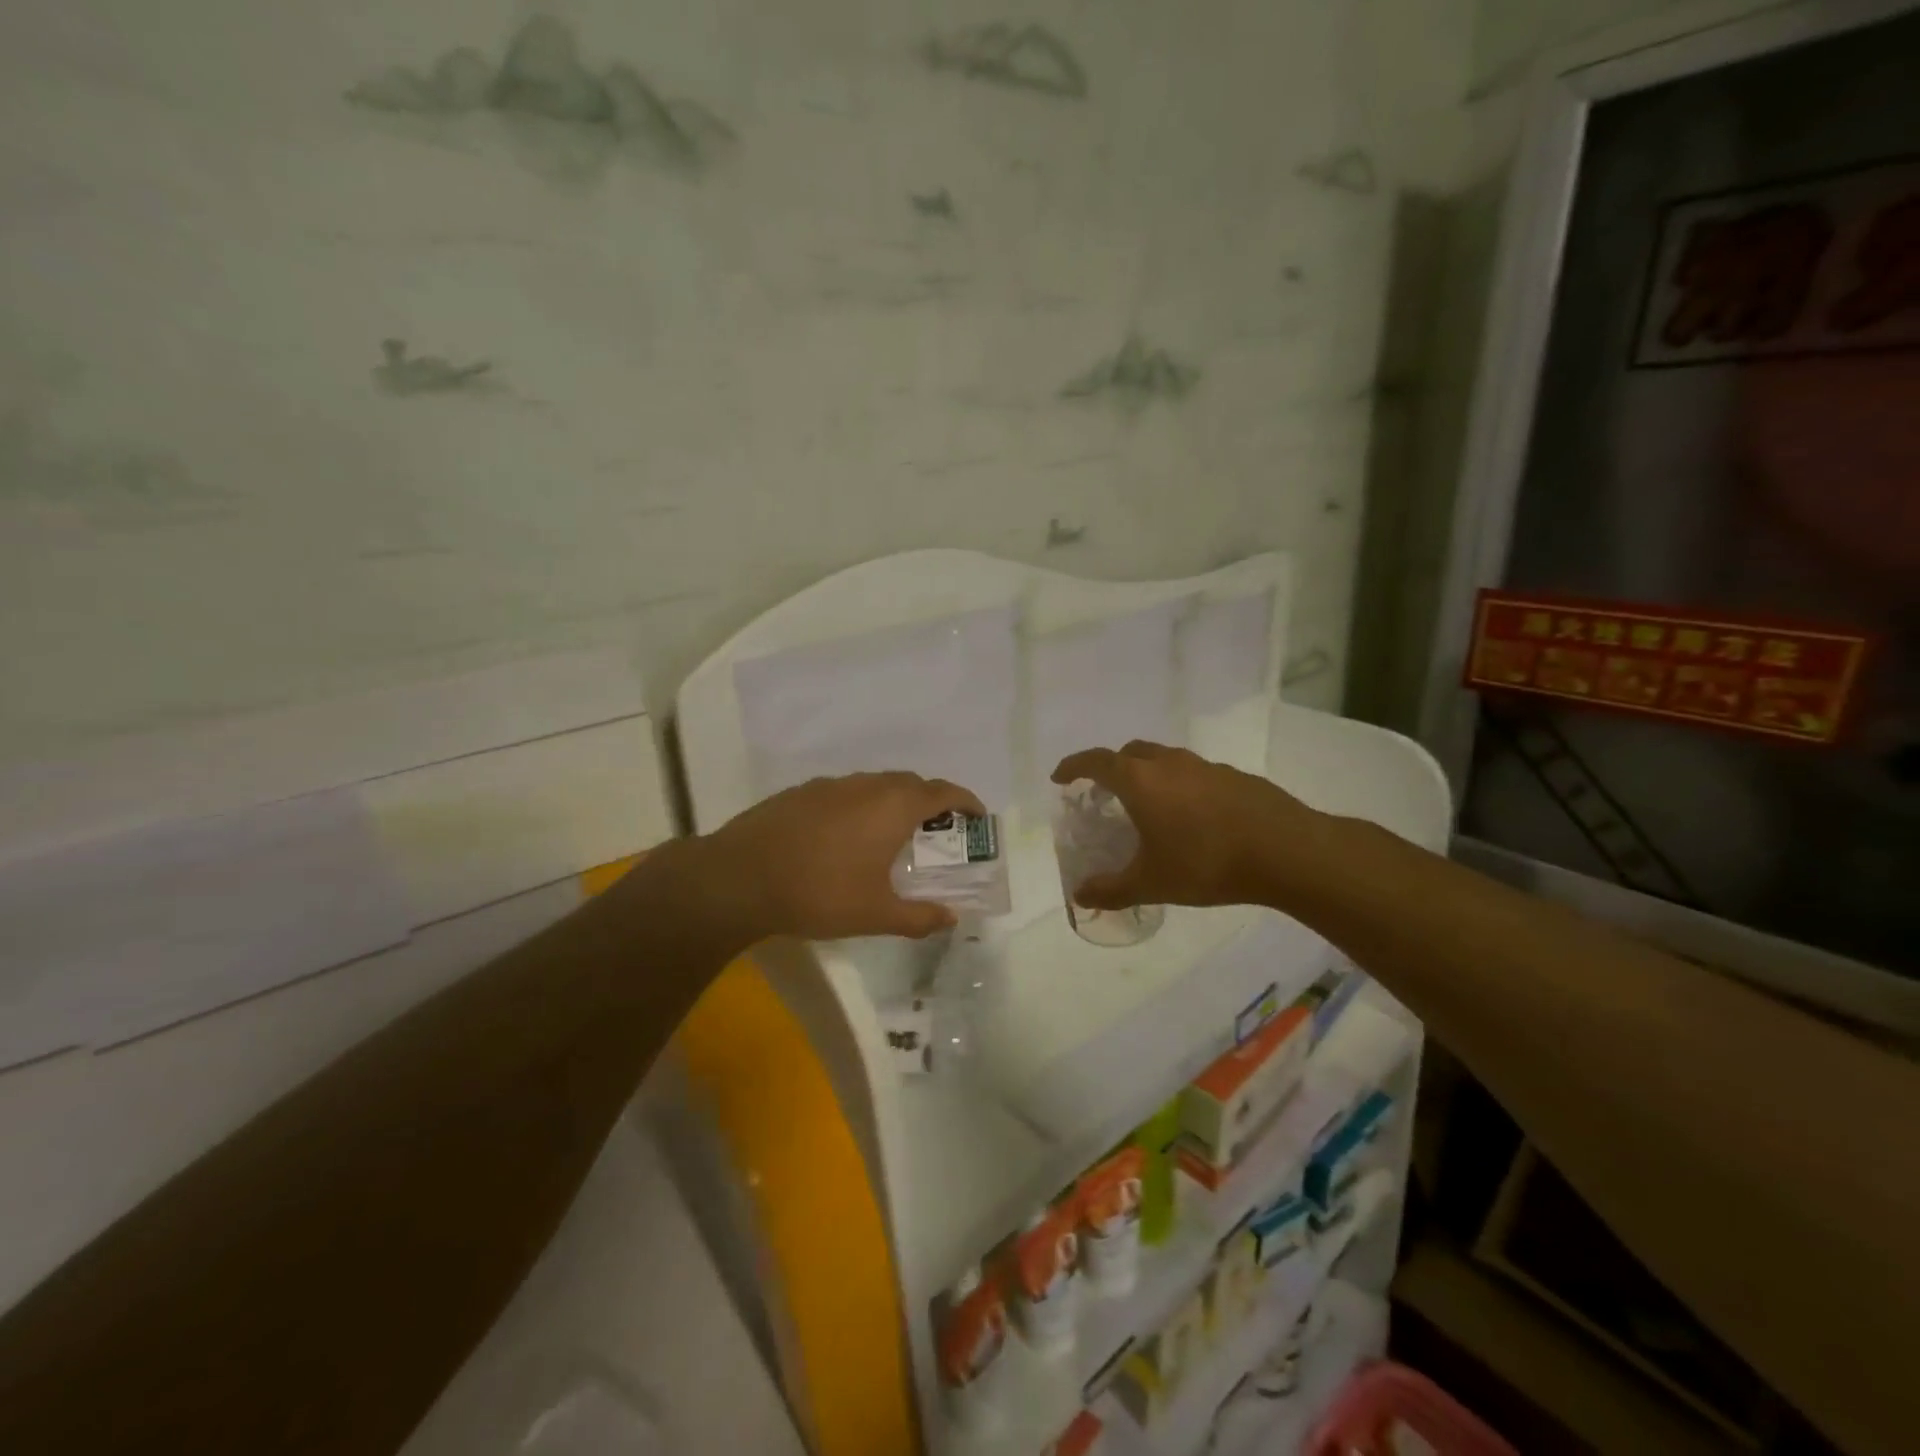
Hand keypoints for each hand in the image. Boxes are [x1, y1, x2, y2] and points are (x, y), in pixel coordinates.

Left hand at [700, 772, 987, 940]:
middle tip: (936, 830)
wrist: (739, 878)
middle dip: (930, 801)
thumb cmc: (819, 893)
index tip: (977, 816)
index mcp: (893, 807)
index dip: (965, 801)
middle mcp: (866, 785)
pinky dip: (860, 805)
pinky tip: (845, 836)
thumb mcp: (875, 914)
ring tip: (892, 834)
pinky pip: (845, 792)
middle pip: (910, 782)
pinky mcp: (801, 792)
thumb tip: (950, 918)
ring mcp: (830, 785)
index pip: (942, 792)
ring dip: (893, 801)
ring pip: (875, 784)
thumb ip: (919, 917)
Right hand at [1051, 741, 1317, 910]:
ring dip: (1149, 774)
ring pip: (1165, 760)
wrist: (1285, 851)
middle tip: (1106, 793)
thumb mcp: (1152, 883)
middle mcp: (1169, 763)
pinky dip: (1181, 786)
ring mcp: (1205, 766)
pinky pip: (1195, 773)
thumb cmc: (1206, 863)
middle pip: (1130, 752)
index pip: (1095, 761)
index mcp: (1140, 780)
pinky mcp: (1235, 776)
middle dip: (1112, 767)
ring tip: (1150, 806)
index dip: (1073, 766)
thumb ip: (1111, 889)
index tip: (1060, 778)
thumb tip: (1079, 897)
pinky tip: (1194, 818)